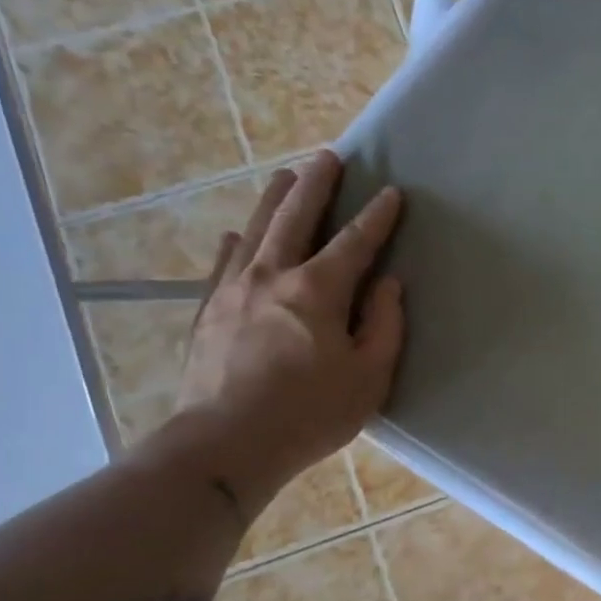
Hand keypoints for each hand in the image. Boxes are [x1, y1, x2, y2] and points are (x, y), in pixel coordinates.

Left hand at [168, 151, 404, 514]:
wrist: (225, 443)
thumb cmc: (309, 414)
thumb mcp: (368, 377)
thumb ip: (384, 326)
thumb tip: (387, 285)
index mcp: (317, 291)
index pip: (355, 242)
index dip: (377, 217)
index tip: (392, 193)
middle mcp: (272, 275)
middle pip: (295, 216)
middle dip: (316, 184)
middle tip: (328, 157)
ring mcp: (233, 290)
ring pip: (256, 230)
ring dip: (275, 199)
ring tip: (287, 175)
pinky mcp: (208, 311)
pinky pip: (223, 263)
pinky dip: (236, 243)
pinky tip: (237, 235)